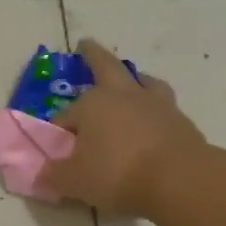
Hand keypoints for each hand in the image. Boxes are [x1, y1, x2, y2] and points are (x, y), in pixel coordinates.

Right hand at [44, 38, 208, 216]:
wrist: (179, 180)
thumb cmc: (117, 173)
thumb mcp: (75, 181)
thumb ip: (55, 176)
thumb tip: (44, 175)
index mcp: (92, 104)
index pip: (65, 117)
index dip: (58, 133)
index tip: (56, 151)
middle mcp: (123, 95)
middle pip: (106, 67)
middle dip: (93, 55)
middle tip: (85, 45)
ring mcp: (156, 105)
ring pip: (143, 81)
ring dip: (135, 78)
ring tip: (133, 81)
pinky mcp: (180, 121)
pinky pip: (163, 108)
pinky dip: (155, 110)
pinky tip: (154, 122)